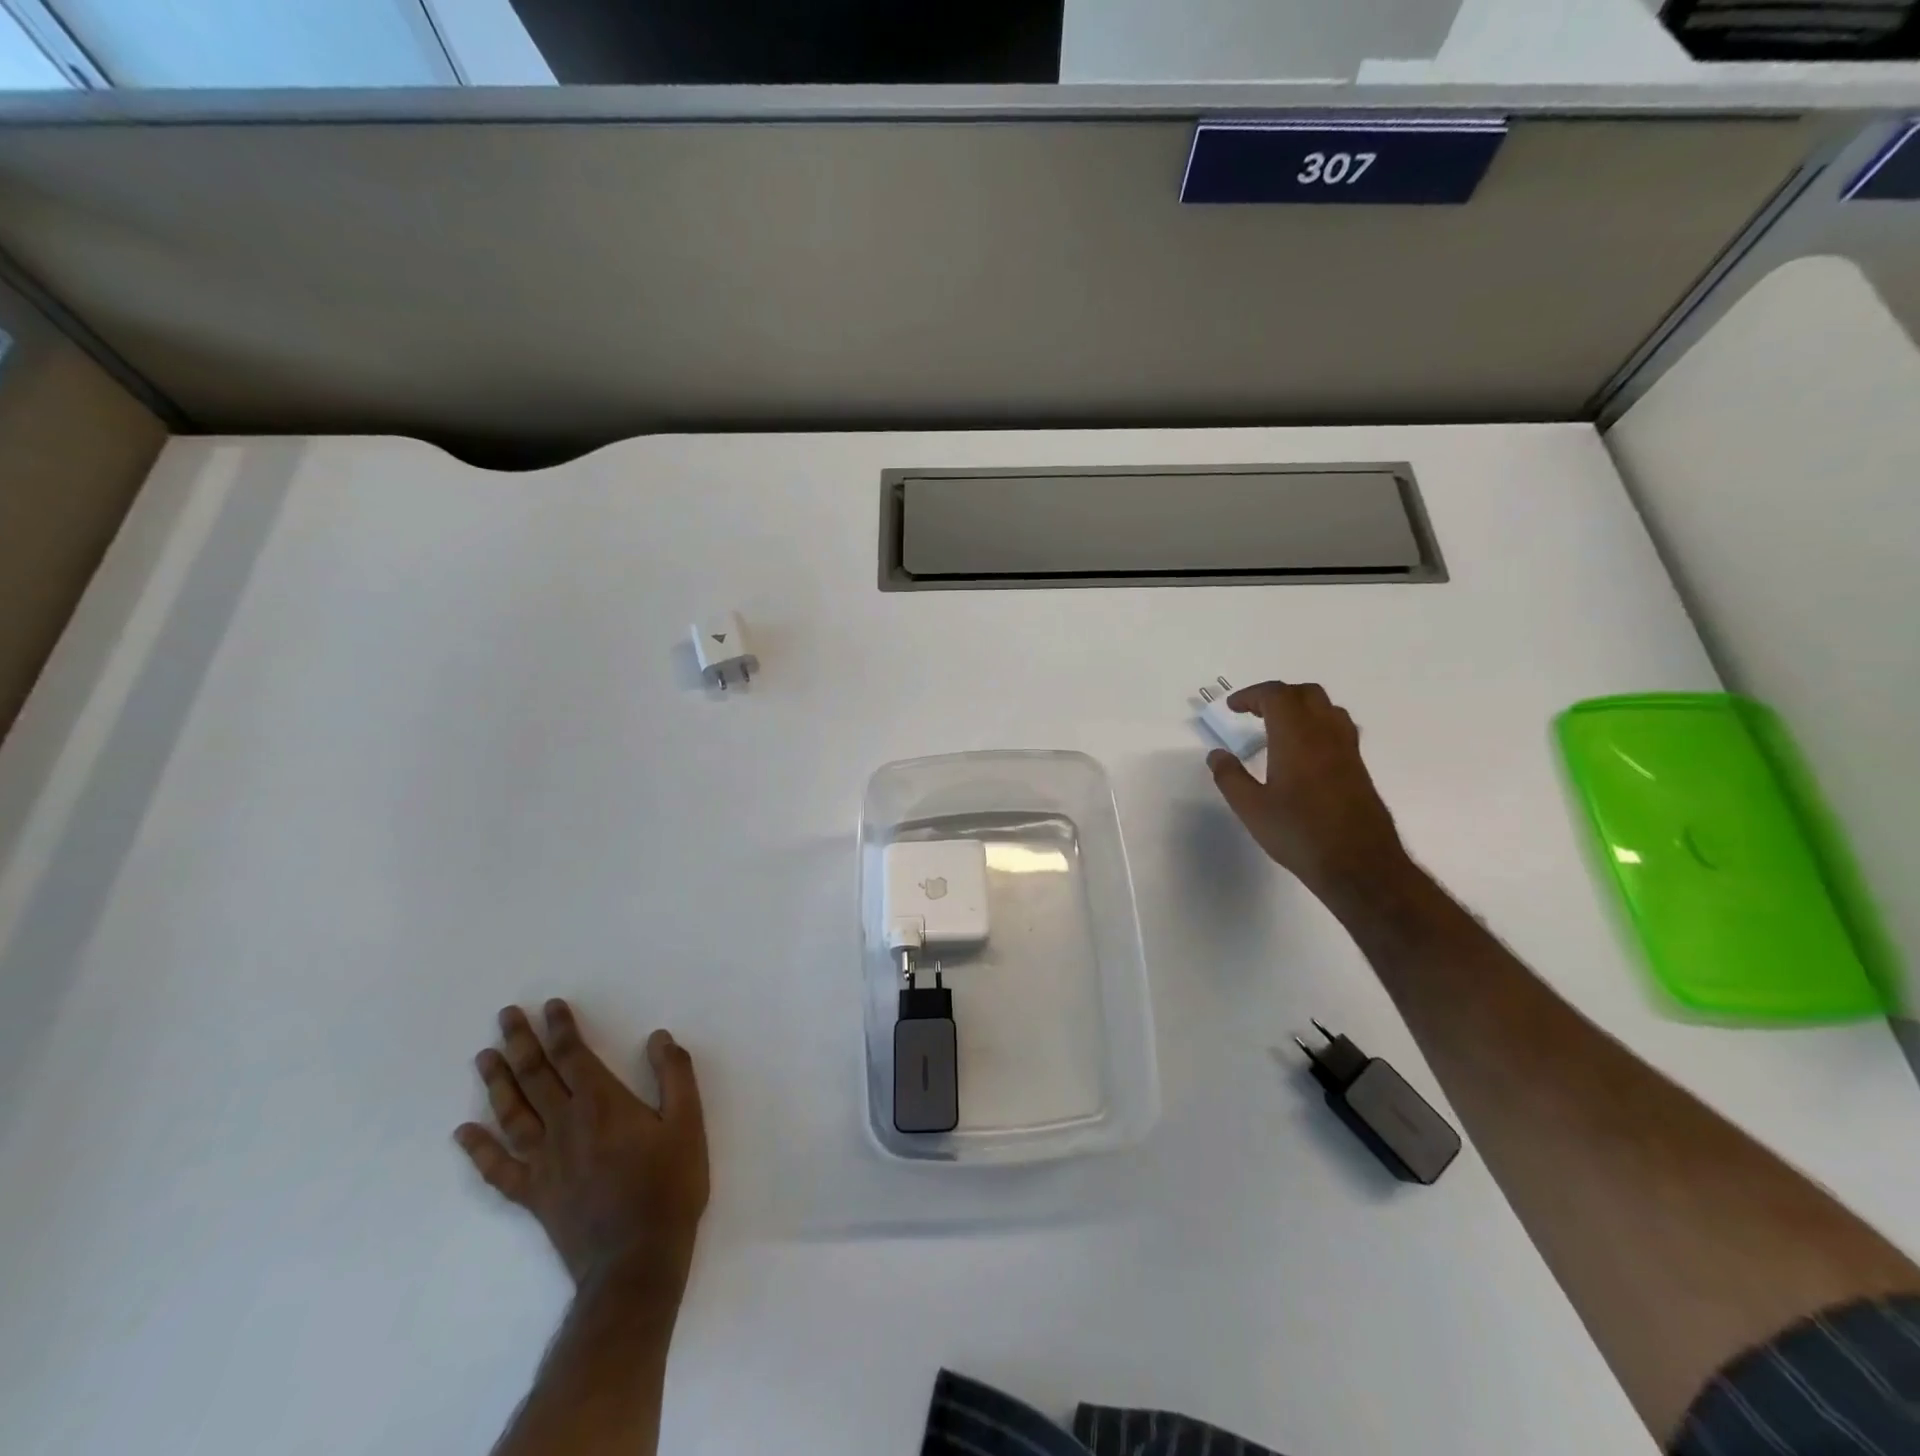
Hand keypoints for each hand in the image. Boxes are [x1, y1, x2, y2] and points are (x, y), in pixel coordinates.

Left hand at [456, 1002, 708, 1295]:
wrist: (637, 1260)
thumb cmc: (669, 1186)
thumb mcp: (688, 1123)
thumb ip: (675, 1075)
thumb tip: (658, 1037)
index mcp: (601, 1104)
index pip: (573, 1055)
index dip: (561, 1028)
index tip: (550, 1006)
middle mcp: (565, 1126)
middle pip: (536, 1077)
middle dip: (521, 1043)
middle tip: (506, 1016)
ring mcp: (543, 1163)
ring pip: (512, 1114)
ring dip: (497, 1083)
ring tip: (483, 1057)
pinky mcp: (534, 1195)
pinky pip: (498, 1169)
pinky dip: (478, 1150)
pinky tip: (464, 1134)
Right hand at [1207, 681, 1410, 897]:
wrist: (1359, 864)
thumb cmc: (1299, 833)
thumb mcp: (1251, 808)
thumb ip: (1230, 777)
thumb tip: (1217, 754)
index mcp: (1296, 737)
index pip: (1276, 695)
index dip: (1251, 695)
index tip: (1232, 708)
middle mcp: (1325, 734)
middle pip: (1305, 693)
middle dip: (1277, 695)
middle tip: (1253, 713)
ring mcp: (1347, 750)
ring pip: (1327, 708)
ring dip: (1301, 707)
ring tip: (1279, 728)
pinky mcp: (1359, 767)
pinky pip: (1339, 728)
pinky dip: (1317, 725)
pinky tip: (1305, 753)